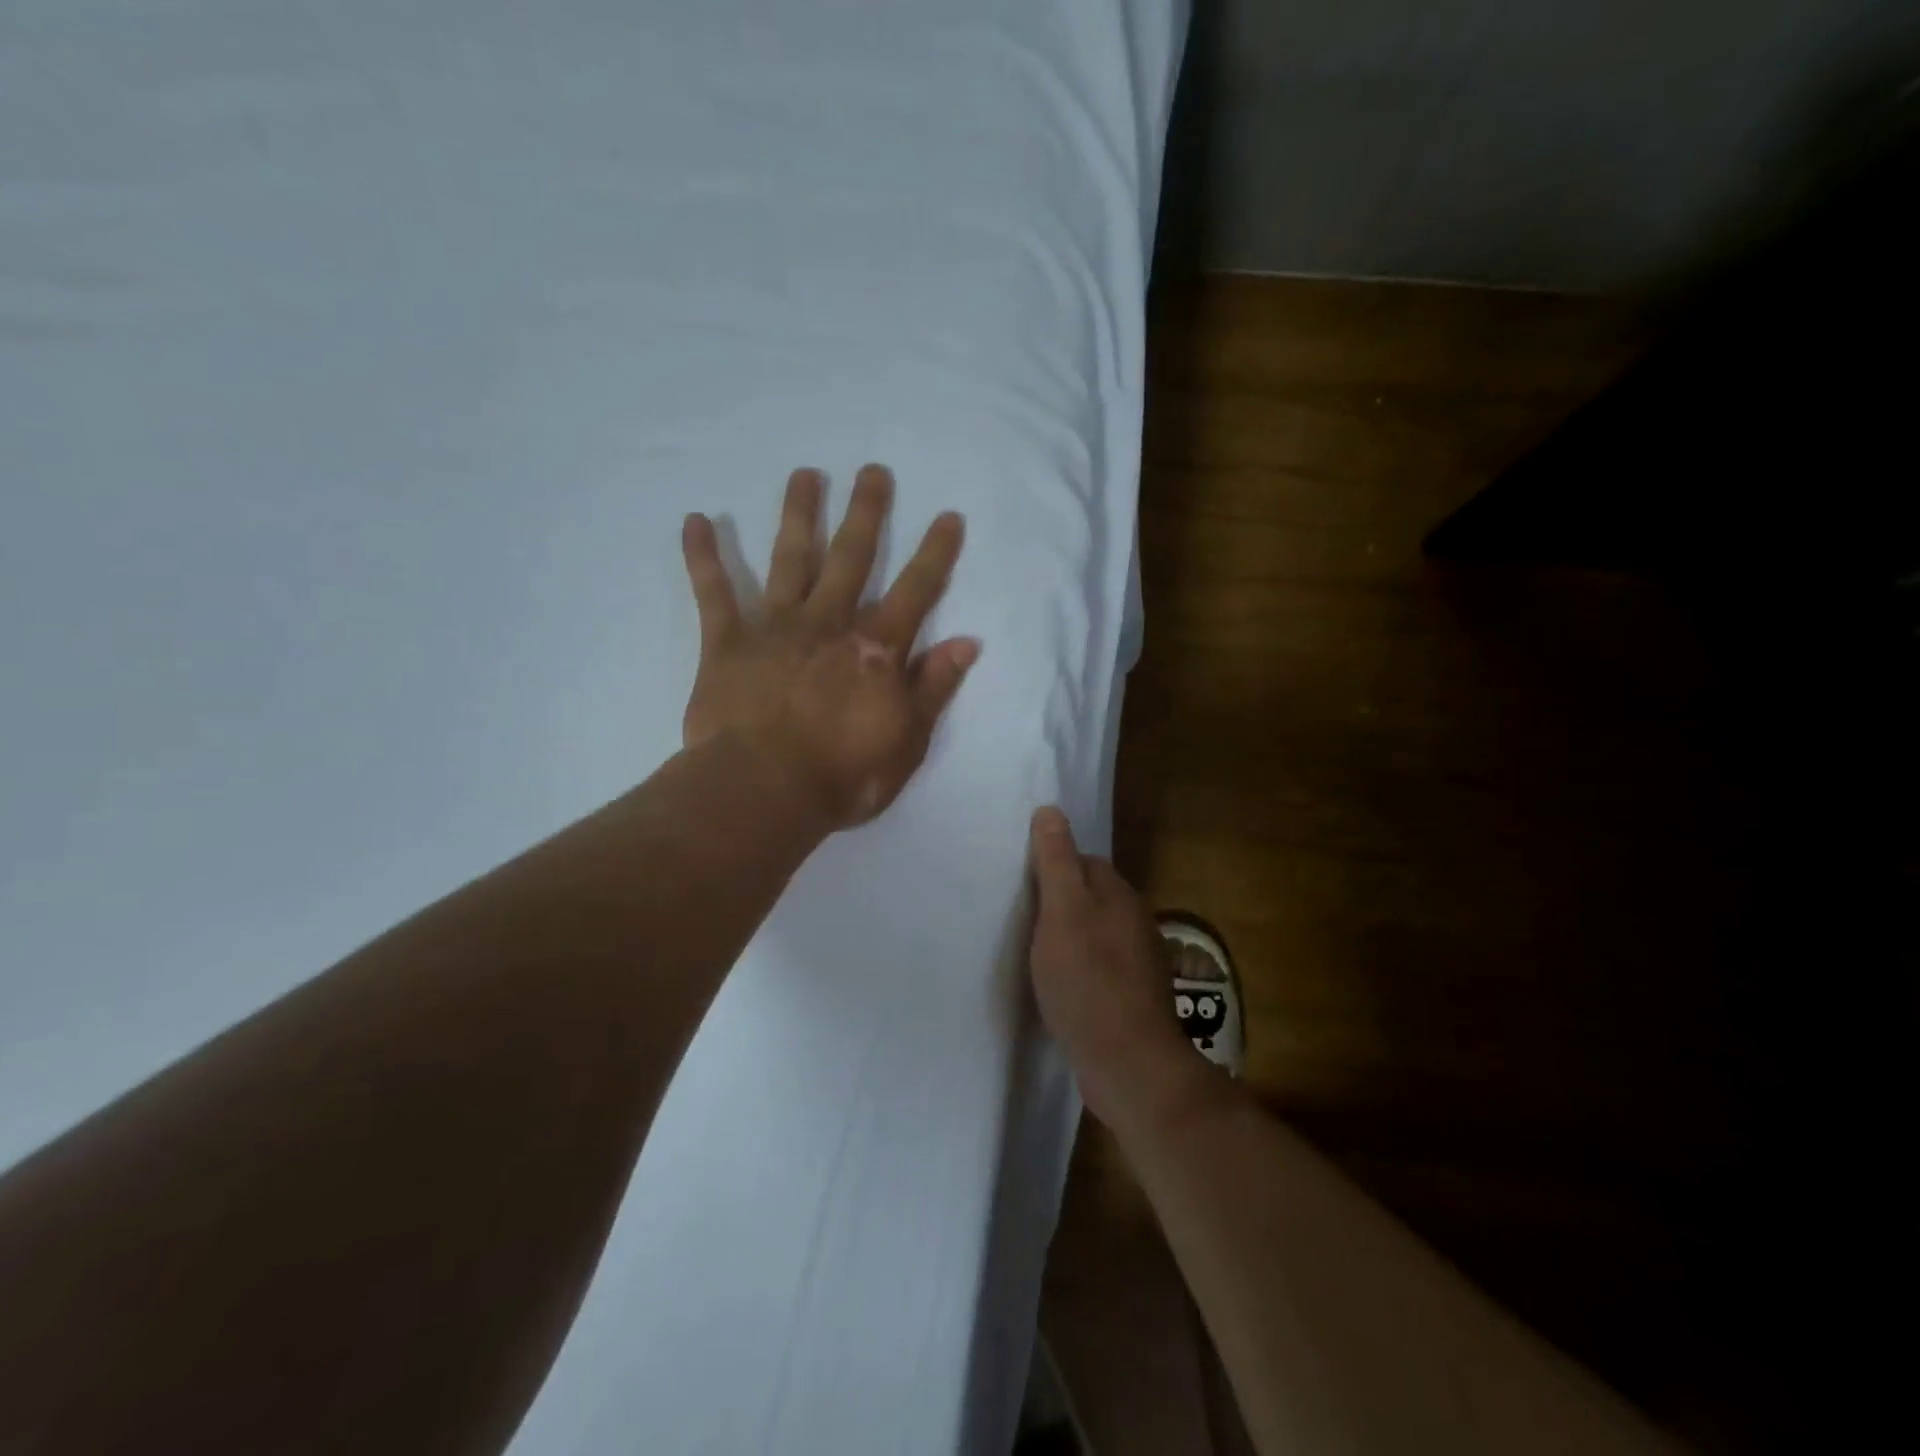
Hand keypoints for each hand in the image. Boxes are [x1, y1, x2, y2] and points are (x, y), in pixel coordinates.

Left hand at [680, 465, 978, 830]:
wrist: (763, 792)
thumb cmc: (843, 775)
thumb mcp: (907, 741)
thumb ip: (934, 688)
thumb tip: (967, 642)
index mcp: (875, 649)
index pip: (915, 591)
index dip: (935, 554)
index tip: (947, 515)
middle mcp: (829, 624)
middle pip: (852, 558)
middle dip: (866, 512)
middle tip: (873, 471)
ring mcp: (776, 628)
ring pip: (790, 560)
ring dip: (798, 515)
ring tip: (805, 474)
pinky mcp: (727, 642)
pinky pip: (714, 592)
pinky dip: (703, 556)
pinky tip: (695, 519)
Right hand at [1028, 807, 1205, 1128]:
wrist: (1128, 1064)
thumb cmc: (1088, 979)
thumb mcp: (1062, 912)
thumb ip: (1056, 862)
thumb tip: (1051, 810)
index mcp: (1119, 895)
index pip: (1083, 861)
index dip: (1051, 866)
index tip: (1020, 880)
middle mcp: (1133, 922)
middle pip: (1089, 897)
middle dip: (1058, 901)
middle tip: (1018, 915)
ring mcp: (1136, 964)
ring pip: (1093, 934)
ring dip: (1066, 937)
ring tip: (1030, 950)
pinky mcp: (1129, 999)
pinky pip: (1096, 968)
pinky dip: (1075, 970)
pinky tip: (1055, 986)